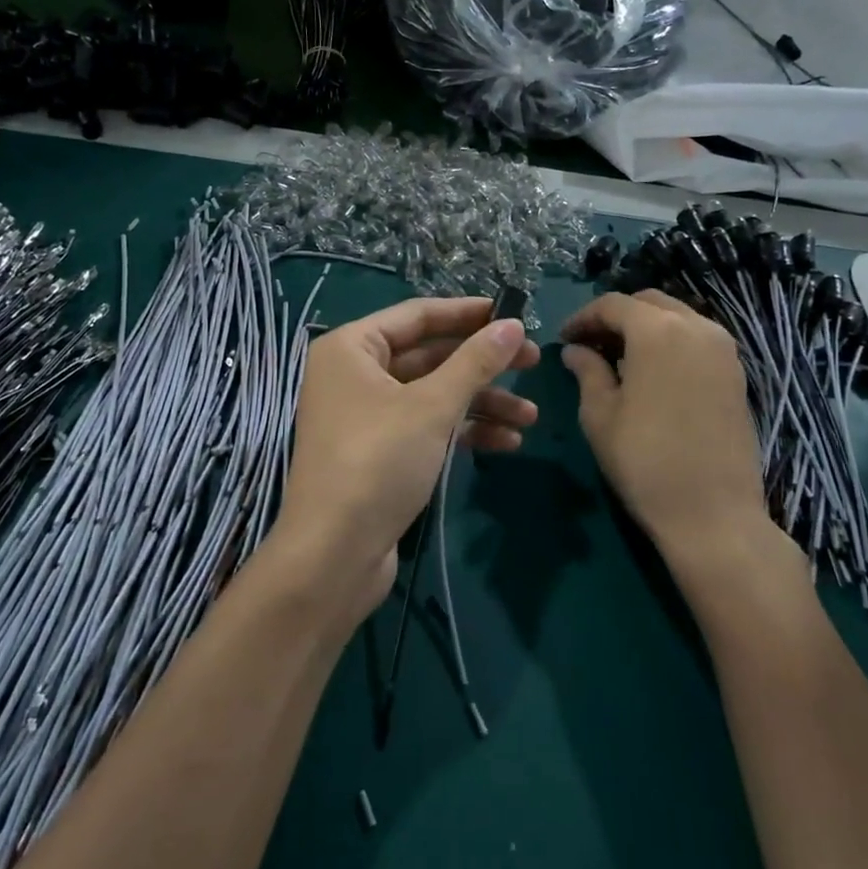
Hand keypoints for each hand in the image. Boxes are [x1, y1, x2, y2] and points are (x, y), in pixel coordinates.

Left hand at [273, 298, 538, 622]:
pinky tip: (506, 443)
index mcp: (351, 348)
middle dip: (482, 364)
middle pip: (429, 355)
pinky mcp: (379, 452)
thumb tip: (513, 325)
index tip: (513, 313)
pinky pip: (426, 427)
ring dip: (480, 403)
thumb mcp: (433, 407)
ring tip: (530, 416)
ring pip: (432, 395)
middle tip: (533, 362)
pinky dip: (462, 431)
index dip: (467, 313)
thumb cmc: (378, 462)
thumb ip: (475, 362)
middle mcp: (354, 374)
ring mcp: (365, 415)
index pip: (417, 315)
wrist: (334, 555)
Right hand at [560, 290, 777, 569]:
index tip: (563, 339)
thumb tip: (575, 350)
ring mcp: (723, 349)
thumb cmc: (645, 461)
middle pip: (648, 303)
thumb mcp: (600, 414)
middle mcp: (696, 327)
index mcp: (657, 331)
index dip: (582, 317)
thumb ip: (587, 371)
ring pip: (677, 318)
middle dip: (615, 317)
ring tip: (619, 360)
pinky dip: (670, 343)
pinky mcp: (737, 373)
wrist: (714, 514)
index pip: (612, 304)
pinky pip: (697, 340)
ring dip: (645, 328)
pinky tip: (652, 375)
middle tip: (590, 345)